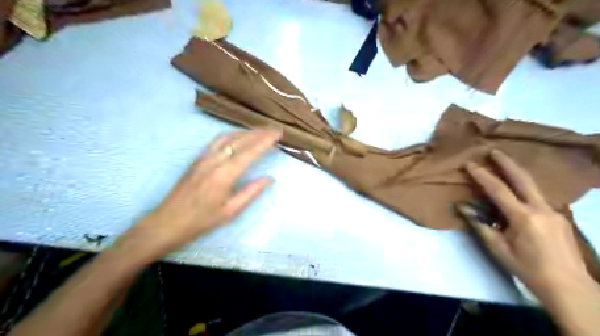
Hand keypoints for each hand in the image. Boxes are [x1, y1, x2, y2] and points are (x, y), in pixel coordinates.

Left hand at [112, 130, 281, 266]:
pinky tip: (238, 137)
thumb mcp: (231, 211)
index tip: (278, 134)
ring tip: (260, 131)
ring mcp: (203, 157)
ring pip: (227, 137)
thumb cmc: (201, 221)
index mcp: (224, 175)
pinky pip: (217, 140)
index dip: (265, 141)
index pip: (249, 152)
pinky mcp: (197, 158)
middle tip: (274, 129)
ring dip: (245, 131)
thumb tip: (270, 178)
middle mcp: (214, 161)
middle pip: (239, 140)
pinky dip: (232, 134)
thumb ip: (252, 192)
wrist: (168, 222)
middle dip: (259, 133)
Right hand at [461, 152, 589, 294]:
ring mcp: (554, 212)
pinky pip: (538, 198)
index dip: (482, 176)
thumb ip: (480, 225)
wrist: (569, 287)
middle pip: (523, 179)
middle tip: (494, 150)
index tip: (469, 164)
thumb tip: (462, 207)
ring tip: (503, 166)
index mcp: (524, 217)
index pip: (498, 190)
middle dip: (507, 163)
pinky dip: (524, 190)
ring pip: (532, 187)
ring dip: (517, 174)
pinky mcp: (560, 218)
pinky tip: (517, 193)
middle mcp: (541, 209)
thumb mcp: (498, 248)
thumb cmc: (527, 268)